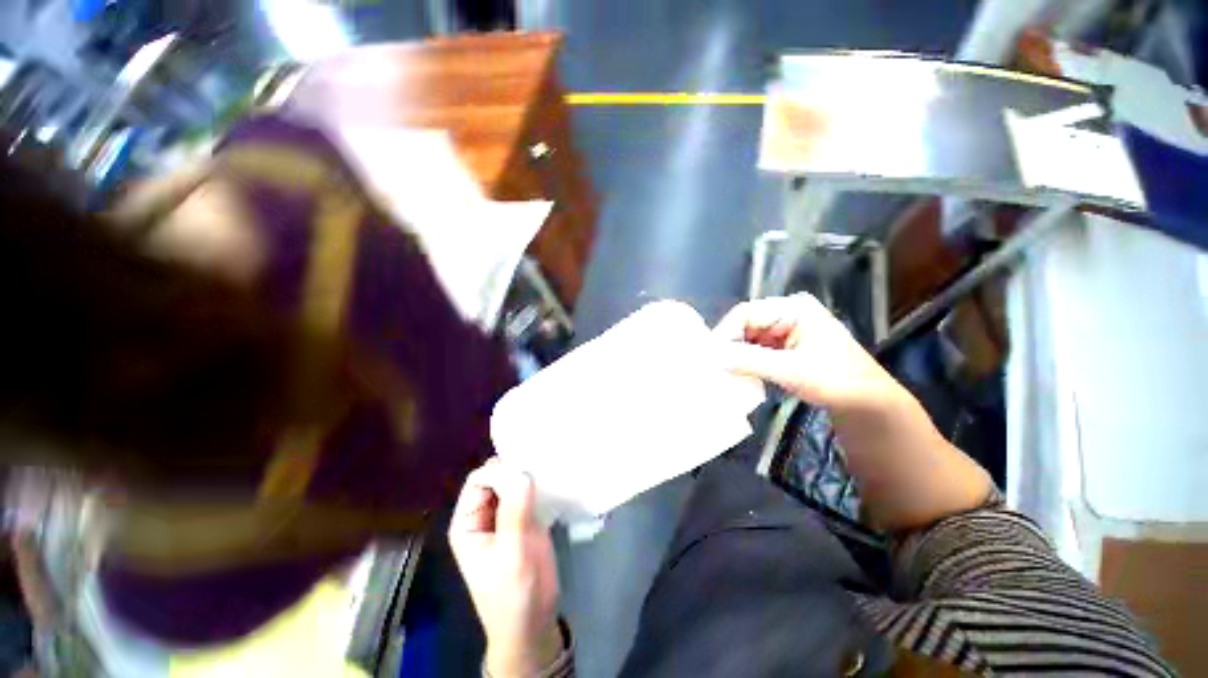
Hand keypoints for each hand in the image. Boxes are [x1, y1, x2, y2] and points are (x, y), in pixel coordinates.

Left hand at [449, 460, 561, 677]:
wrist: (533, 623)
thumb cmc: (515, 593)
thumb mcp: (512, 553)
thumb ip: (514, 511)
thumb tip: (521, 470)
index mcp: (468, 522)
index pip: (479, 480)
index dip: (500, 472)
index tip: (526, 473)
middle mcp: (483, 514)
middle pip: (496, 477)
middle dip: (516, 470)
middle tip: (541, 467)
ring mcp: (505, 516)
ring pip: (513, 482)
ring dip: (529, 476)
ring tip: (549, 471)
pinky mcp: (524, 519)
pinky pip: (529, 493)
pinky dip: (539, 486)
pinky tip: (553, 483)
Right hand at [714, 293, 900, 409]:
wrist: (866, 403)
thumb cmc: (837, 380)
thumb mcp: (792, 370)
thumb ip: (750, 361)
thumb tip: (714, 357)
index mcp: (793, 308)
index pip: (746, 313)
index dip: (725, 333)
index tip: (711, 356)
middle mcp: (786, 313)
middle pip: (744, 324)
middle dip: (729, 345)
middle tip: (714, 366)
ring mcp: (784, 329)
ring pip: (747, 338)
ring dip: (736, 355)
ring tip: (723, 371)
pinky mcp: (783, 346)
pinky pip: (755, 349)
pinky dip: (745, 361)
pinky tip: (738, 374)